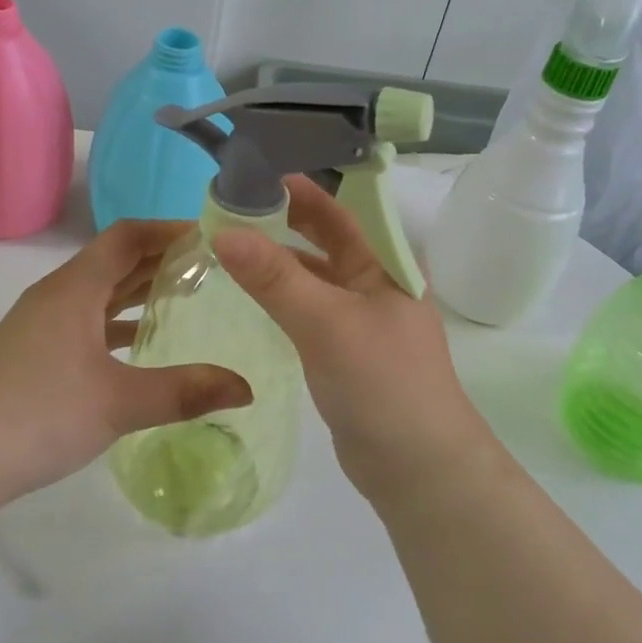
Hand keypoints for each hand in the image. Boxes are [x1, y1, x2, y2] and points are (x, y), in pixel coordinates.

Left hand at [0, 221, 251, 509]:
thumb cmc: (41, 415)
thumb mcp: (121, 403)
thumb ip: (186, 391)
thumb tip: (246, 388)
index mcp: (75, 288)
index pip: (127, 236)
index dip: (169, 230)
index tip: (210, 237)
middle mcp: (57, 295)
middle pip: (114, 259)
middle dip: (161, 257)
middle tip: (211, 266)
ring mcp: (42, 323)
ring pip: (100, 291)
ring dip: (139, 288)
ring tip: (187, 296)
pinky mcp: (36, 351)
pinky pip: (87, 318)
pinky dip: (118, 320)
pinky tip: (141, 342)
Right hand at [213, 176, 493, 503]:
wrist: (418, 469)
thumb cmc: (382, 383)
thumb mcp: (326, 323)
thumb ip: (275, 278)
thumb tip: (223, 230)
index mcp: (387, 266)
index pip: (339, 212)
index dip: (299, 190)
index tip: (251, 173)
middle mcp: (377, 285)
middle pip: (326, 241)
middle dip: (284, 222)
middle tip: (231, 208)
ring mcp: (363, 321)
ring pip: (315, 278)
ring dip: (280, 261)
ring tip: (231, 246)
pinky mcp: (347, 353)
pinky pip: (310, 312)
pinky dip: (283, 298)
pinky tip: (254, 297)